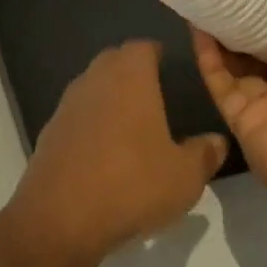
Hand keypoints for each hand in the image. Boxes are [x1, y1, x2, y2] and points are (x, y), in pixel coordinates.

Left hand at [6, 41, 228, 266]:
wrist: (60, 219)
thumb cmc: (131, 183)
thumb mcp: (184, 176)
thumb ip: (204, 154)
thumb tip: (217, 141)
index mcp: (130, 76)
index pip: (143, 47)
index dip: (157, 53)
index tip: (170, 67)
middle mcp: (95, 79)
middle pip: (114, 61)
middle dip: (133, 71)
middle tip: (155, 94)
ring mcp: (67, 105)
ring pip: (93, 88)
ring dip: (109, 98)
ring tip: (132, 125)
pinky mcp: (49, 132)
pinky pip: (77, 117)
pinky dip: (91, 125)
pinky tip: (104, 153)